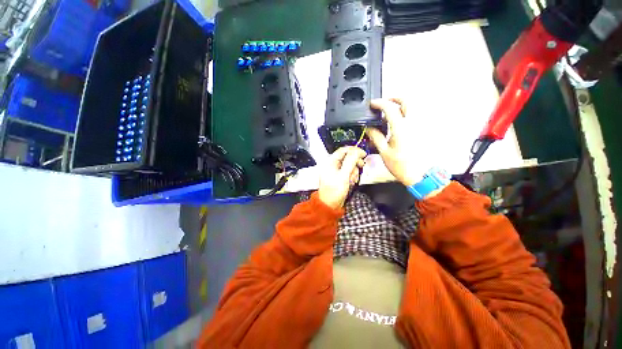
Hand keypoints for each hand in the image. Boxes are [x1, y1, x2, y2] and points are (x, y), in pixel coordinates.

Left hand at [318, 146, 366, 208]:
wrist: (330, 205)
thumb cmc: (334, 190)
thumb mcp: (343, 176)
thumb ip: (350, 162)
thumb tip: (357, 151)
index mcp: (330, 162)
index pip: (343, 150)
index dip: (354, 150)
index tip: (363, 154)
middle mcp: (333, 164)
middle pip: (348, 157)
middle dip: (354, 163)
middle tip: (361, 166)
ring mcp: (337, 171)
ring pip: (350, 165)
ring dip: (354, 171)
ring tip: (352, 179)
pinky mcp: (340, 177)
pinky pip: (349, 172)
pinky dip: (352, 176)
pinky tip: (351, 182)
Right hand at [367, 98, 422, 185]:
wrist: (420, 175)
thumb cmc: (401, 165)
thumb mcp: (384, 151)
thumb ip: (376, 136)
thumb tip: (369, 128)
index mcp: (401, 128)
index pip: (390, 108)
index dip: (379, 103)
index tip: (372, 104)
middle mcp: (413, 123)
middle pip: (407, 100)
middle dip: (394, 98)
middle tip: (384, 103)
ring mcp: (420, 126)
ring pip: (412, 107)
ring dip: (400, 106)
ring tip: (388, 116)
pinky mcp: (423, 131)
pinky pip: (414, 116)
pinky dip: (405, 115)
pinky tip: (397, 125)